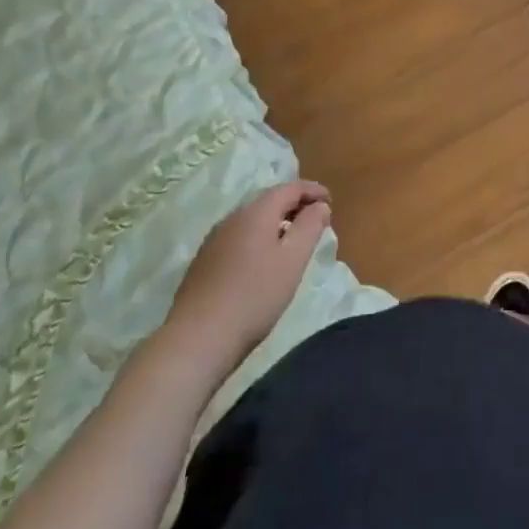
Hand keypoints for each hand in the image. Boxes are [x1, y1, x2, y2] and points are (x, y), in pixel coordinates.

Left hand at [161, 181, 331, 378]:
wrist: (197, 339)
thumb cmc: (255, 296)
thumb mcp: (293, 260)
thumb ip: (310, 227)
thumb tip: (320, 205)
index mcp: (255, 213)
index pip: (289, 188)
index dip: (312, 190)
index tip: (330, 200)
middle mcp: (232, 219)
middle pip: (268, 200)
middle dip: (294, 204)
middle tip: (316, 219)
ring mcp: (214, 240)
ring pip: (252, 220)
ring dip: (276, 222)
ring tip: (293, 239)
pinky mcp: (204, 262)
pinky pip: (239, 237)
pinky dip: (259, 238)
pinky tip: (263, 260)